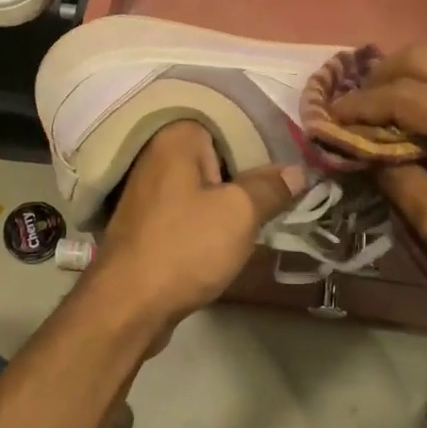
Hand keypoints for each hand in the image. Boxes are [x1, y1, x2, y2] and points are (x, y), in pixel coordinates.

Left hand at [86, 120, 303, 327]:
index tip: (294, 161)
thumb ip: (270, 188)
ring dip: (233, 198)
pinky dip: (212, 216)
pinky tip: (235, 232)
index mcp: (176, 137)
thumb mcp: (240, 213)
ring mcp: (150, 188)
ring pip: (205, 183)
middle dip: (251, 172)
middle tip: (289, 188)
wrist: (128, 305)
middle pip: (219, 154)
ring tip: (270, 209)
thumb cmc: (185, 247)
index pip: (232, 122)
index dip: (266, 142)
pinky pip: (191, 206)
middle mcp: (157, 154)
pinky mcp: (149, 219)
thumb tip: (298, 171)